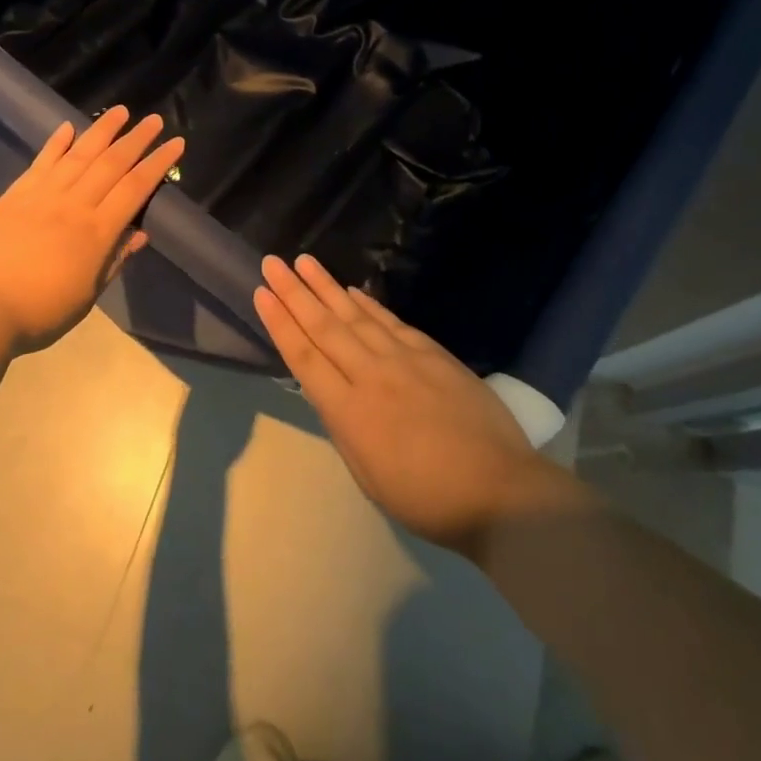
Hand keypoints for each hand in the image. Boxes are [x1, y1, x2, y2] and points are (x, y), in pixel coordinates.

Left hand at [0, 107, 183, 352]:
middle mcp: (75, 204)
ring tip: (121, 111)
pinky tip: (68, 127)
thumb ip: (114, 260)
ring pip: (80, 154)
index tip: (176, 143)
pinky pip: (42, 161)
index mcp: (98, 232)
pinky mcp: (17, 194)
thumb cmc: (40, 311)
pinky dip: (56, 142)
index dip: (158, 163)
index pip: (136, 188)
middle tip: (155, 120)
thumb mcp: (87, 295)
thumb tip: (140, 234)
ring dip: (103, 130)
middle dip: (137, 139)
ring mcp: (44, 195)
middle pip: (112, 163)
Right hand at [255, 254, 567, 554]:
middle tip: (272, 261)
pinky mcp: (431, 352)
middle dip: (294, 292)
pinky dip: (367, 304)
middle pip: (324, 326)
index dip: (280, 322)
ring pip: (355, 315)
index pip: (304, 357)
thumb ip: (345, 427)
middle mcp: (370, 375)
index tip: (262, 293)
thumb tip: (329, 392)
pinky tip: (350, 290)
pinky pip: (390, 321)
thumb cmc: (426, 498)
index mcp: (349, 412)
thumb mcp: (368, 475)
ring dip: (325, 286)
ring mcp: (403, 358)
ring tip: (303, 261)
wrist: (498, 489)